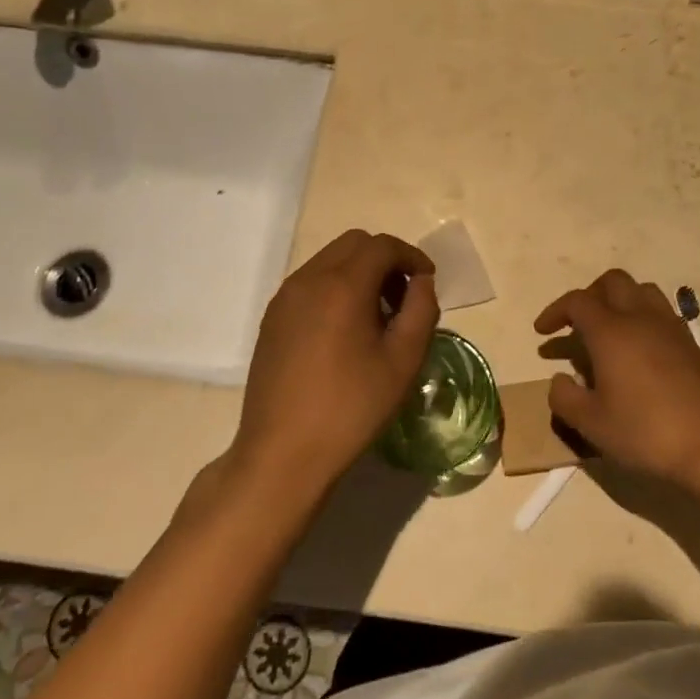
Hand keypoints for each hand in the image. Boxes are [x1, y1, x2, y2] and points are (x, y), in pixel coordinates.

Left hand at [232, 230, 438, 500]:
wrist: (283, 453)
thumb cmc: (351, 408)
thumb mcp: (403, 361)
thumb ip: (421, 311)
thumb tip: (421, 283)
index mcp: (342, 285)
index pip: (382, 246)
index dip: (411, 256)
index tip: (428, 281)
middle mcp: (308, 279)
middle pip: (354, 244)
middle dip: (385, 260)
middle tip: (403, 298)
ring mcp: (285, 298)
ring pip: (329, 261)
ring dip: (359, 273)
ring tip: (376, 318)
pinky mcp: (271, 319)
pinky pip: (310, 283)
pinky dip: (335, 288)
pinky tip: (344, 332)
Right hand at [533, 269, 699, 486]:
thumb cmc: (646, 433)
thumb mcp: (592, 424)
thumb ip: (565, 398)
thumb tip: (559, 380)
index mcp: (611, 331)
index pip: (577, 302)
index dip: (554, 311)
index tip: (542, 333)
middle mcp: (640, 318)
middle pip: (612, 282)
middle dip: (588, 295)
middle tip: (576, 324)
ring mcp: (670, 327)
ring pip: (641, 290)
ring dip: (619, 300)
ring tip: (608, 330)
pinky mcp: (691, 344)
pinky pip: (661, 312)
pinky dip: (642, 317)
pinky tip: (638, 350)